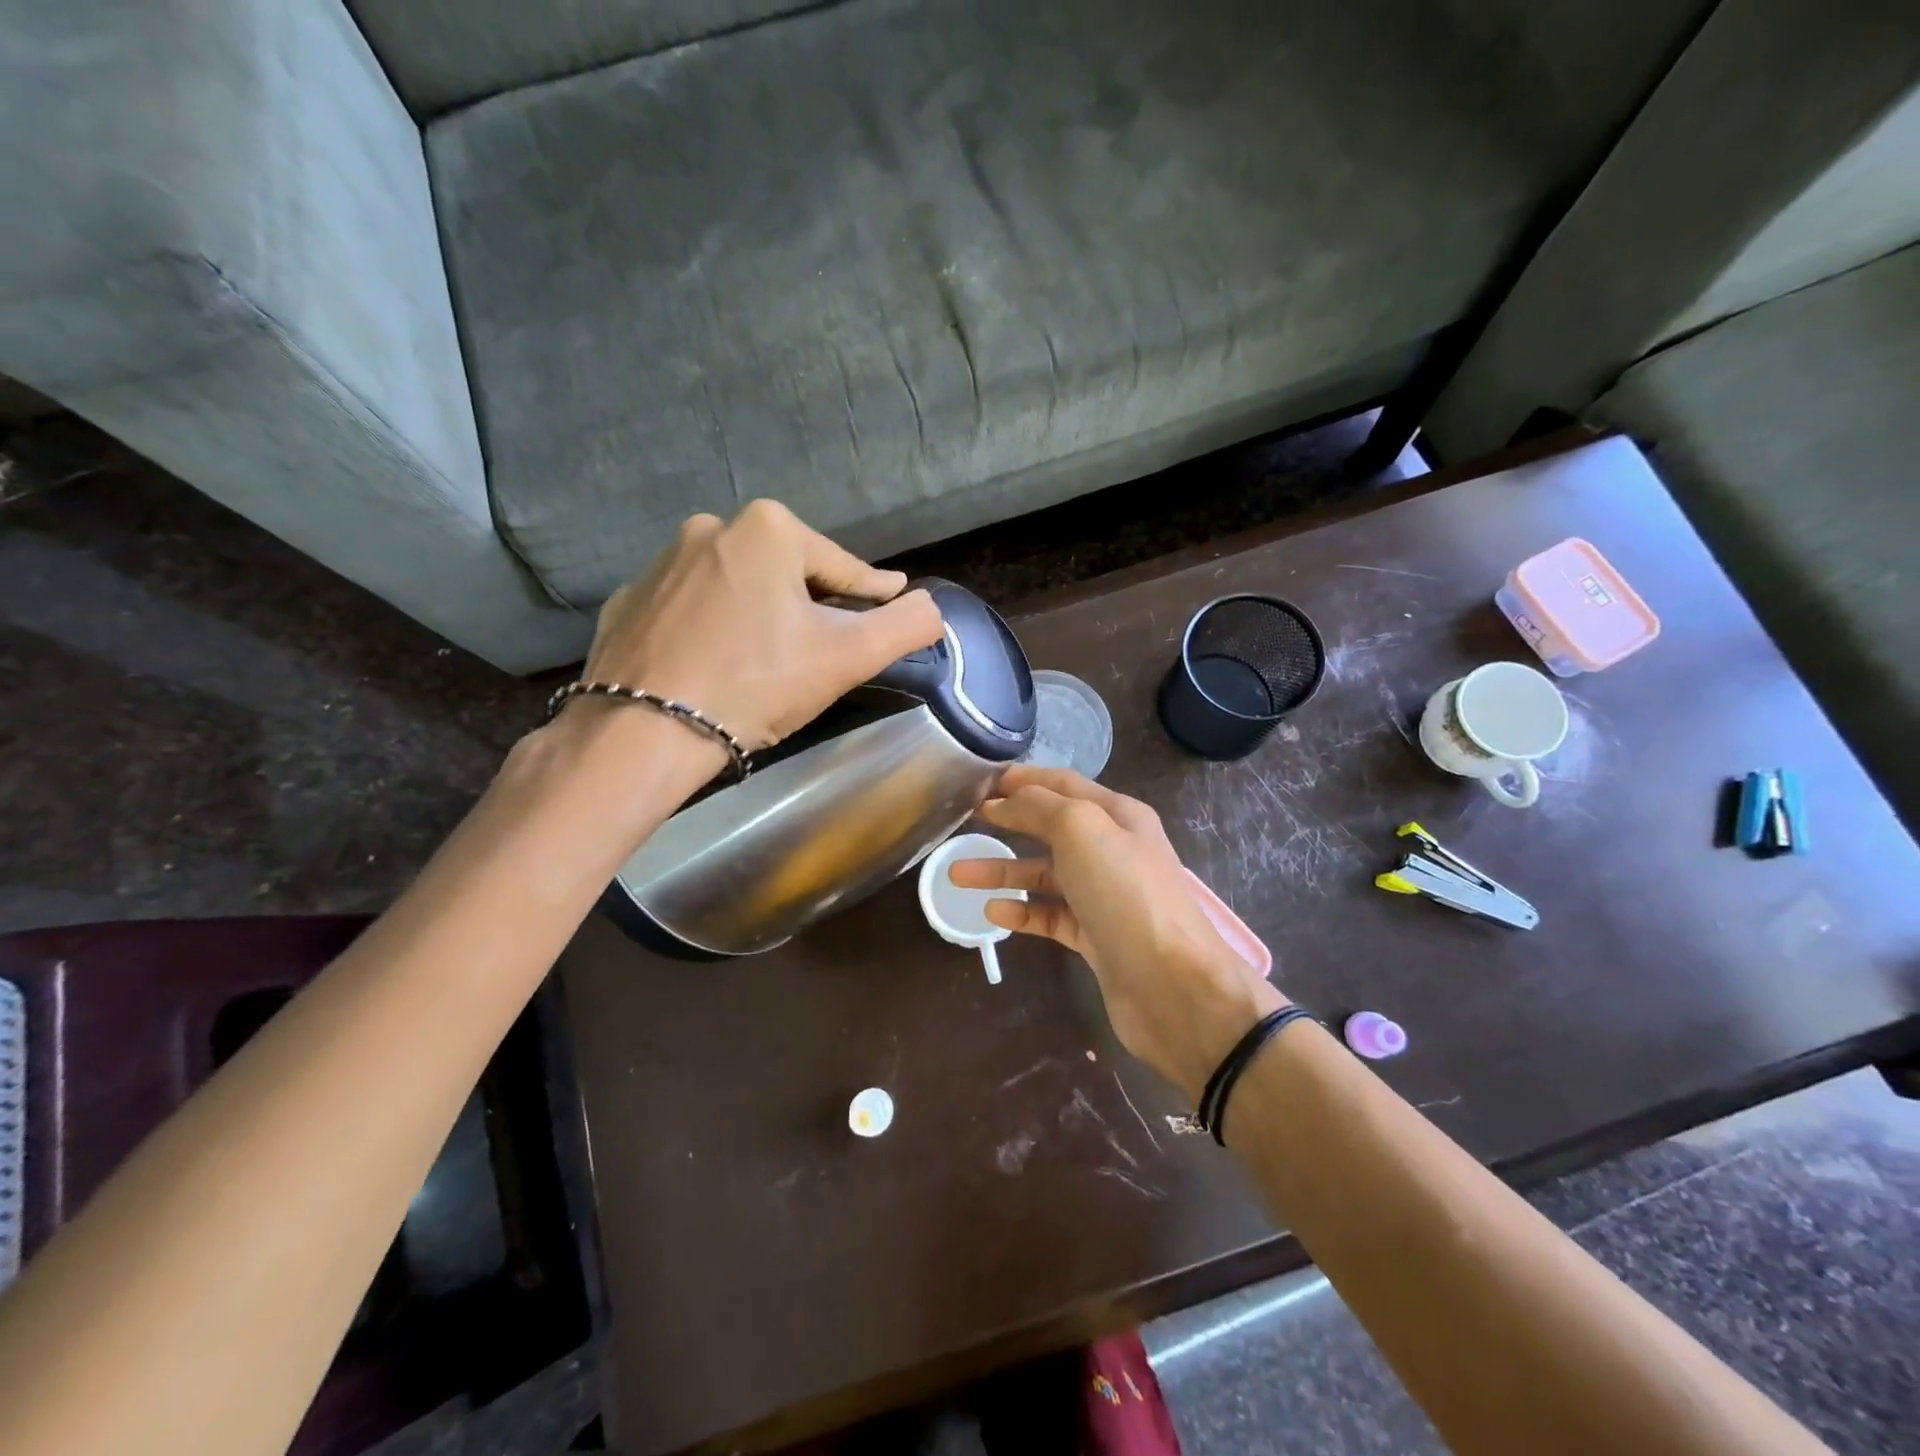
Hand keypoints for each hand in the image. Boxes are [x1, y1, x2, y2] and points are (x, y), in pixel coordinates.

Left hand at [575, 500, 944, 750]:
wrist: (645, 732)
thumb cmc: (758, 684)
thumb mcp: (848, 657)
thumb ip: (904, 626)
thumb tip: (932, 607)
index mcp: (768, 529)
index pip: (842, 567)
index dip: (872, 593)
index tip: (891, 602)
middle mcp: (710, 527)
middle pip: (787, 574)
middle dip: (811, 606)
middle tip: (824, 649)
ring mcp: (660, 563)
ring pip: (737, 588)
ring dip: (760, 614)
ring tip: (769, 660)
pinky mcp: (629, 601)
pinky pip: (691, 609)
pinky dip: (711, 629)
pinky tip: (716, 663)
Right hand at [951, 766, 1284, 1101]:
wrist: (1172, 985)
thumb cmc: (1125, 892)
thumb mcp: (1081, 829)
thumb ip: (1040, 806)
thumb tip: (1006, 800)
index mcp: (1117, 815)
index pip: (1063, 784)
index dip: (1022, 779)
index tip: (980, 781)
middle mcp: (1112, 850)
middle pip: (1051, 828)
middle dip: (1009, 822)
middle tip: (966, 820)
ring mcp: (1103, 896)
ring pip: (1044, 875)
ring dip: (1003, 872)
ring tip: (957, 874)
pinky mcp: (1094, 936)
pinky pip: (1050, 916)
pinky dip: (1021, 912)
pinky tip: (993, 913)